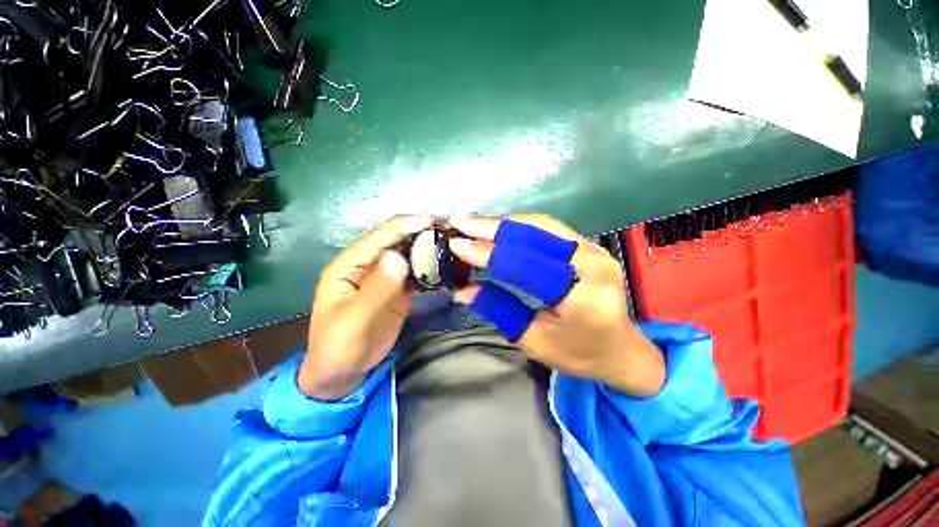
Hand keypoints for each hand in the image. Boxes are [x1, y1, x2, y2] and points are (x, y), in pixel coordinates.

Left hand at [299, 214, 433, 399]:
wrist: (342, 374)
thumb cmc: (338, 347)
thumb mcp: (353, 321)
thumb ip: (376, 289)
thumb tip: (397, 256)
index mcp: (349, 265)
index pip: (378, 238)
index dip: (403, 225)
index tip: (430, 219)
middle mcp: (368, 266)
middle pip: (396, 242)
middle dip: (420, 234)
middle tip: (448, 231)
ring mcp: (384, 278)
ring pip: (409, 257)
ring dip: (428, 251)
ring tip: (452, 246)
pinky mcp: (397, 291)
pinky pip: (416, 276)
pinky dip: (430, 271)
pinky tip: (446, 269)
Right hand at [448, 214, 665, 396]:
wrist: (621, 349)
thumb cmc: (578, 354)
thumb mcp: (534, 340)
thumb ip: (499, 310)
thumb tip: (463, 289)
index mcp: (583, 298)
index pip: (528, 266)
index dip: (490, 253)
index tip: (457, 245)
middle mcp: (593, 264)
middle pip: (536, 235)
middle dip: (492, 227)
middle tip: (460, 221)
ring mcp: (594, 249)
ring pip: (541, 225)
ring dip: (504, 222)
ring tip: (473, 222)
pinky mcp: (588, 244)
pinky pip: (548, 228)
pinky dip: (518, 225)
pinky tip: (497, 227)